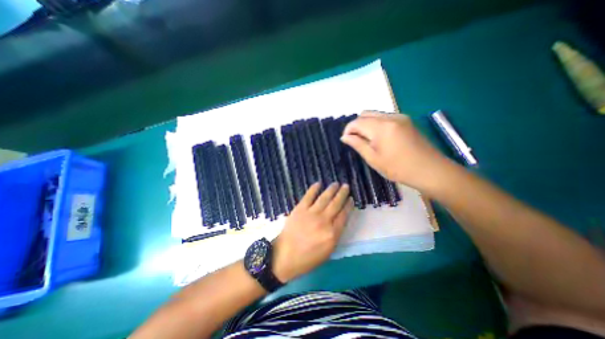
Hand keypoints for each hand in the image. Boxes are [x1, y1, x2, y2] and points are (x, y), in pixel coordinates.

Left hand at [272, 184, 351, 282]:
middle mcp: (324, 221)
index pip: (344, 216)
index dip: (348, 206)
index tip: (351, 199)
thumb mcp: (327, 252)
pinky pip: (308, 196)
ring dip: (331, 189)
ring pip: (324, 198)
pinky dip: (314, 189)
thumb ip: (335, 235)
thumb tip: (339, 220)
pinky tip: (318, 183)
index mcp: (332, 234)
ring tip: (336, 183)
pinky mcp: (300, 209)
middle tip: (346, 186)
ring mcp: (311, 213)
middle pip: (336, 204)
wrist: (285, 256)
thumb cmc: (307, 258)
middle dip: (342, 194)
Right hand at [343, 111, 451, 193]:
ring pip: (375, 114)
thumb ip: (357, 144)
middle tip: (356, 140)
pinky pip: (385, 117)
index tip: (346, 140)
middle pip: (365, 113)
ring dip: (367, 124)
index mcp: (381, 127)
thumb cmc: (399, 168)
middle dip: (357, 125)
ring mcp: (400, 117)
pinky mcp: (406, 120)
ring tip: (367, 140)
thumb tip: (344, 137)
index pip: (357, 122)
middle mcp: (390, 117)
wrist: (430, 170)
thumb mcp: (373, 159)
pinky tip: (379, 137)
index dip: (348, 130)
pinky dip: (376, 124)